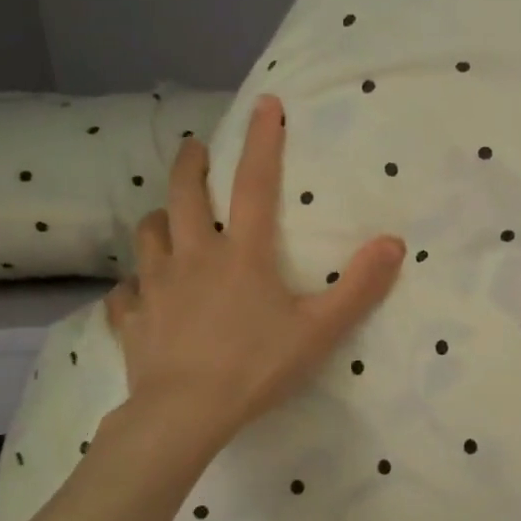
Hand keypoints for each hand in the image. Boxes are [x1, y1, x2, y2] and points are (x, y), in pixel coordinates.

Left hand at [106, 93, 405, 446]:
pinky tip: (141, 293)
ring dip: (159, 219)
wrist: (185, 414)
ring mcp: (155, 286)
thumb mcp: (320, 329)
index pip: (254, 183)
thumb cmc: (257, 367)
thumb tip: (394, 243)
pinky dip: (134, 285)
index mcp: (240, 253)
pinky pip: (126, 291)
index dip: (262, 141)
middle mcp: (192, 256)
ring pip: (147, 234)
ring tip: (169, 221)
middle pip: (182, 194)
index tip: (265, 105)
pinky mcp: (132, 318)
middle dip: (190, 165)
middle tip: (195, 150)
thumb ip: (359, 286)